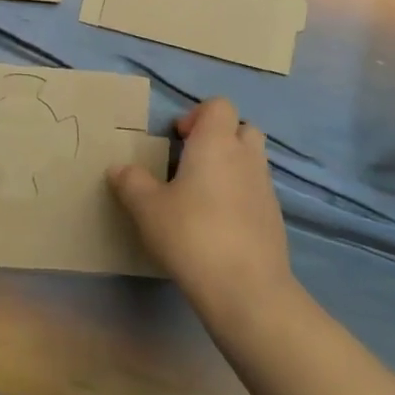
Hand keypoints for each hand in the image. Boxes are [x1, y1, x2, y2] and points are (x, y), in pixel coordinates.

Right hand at [108, 97, 295, 329]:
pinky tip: (219, 224)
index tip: (177, 138)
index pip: (219, 105)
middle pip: (243, 128)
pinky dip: (241, 197)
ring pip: (253, 161)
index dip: (198, 115)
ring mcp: (266, 188)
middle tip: (193, 161)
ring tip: (203, 195)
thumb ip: (131, 183)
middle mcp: (246, 157)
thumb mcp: (147, 208)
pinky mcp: (275, 219)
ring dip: (232, 167)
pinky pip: (257, 192)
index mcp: (216, 142)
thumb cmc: (191, 235)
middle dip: (221, 137)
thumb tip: (119, 168)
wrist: (246, 289)